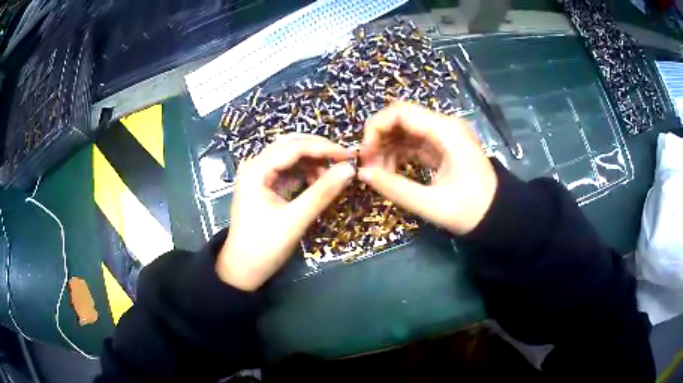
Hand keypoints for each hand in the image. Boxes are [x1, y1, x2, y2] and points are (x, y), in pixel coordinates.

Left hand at [216, 134, 354, 290]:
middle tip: (344, 159)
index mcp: (256, 170)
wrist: (243, 269)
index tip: (349, 154)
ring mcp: (259, 175)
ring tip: (333, 176)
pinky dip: (306, 172)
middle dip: (318, 150)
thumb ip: (322, 193)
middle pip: (290, 145)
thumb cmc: (264, 247)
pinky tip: (319, 182)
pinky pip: (288, 170)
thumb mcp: (295, 220)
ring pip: (290, 156)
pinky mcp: (265, 185)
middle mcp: (255, 166)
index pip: (294, 147)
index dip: (323, 148)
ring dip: (313, 161)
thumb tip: (349, 169)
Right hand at [359, 101, 496, 234]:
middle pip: (400, 118)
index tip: (365, 155)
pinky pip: (412, 143)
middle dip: (378, 139)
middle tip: (368, 167)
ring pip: (404, 131)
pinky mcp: (441, 147)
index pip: (400, 112)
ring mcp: (443, 136)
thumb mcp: (432, 204)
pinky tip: (389, 173)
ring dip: (386, 148)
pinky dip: (397, 155)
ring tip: (378, 175)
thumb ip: (395, 188)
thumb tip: (362, 173)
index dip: (376, 129)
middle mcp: (444, 126)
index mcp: (446, 131)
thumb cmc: (471, 210)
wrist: (498, 216)